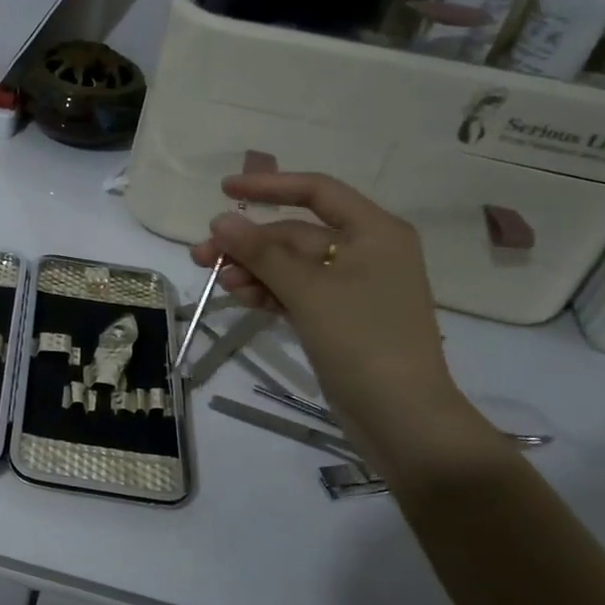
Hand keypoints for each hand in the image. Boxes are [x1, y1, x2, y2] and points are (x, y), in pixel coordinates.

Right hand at [190, 173, 469, 446]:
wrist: (402, 417)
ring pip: (291, 265)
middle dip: (250, 244)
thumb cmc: (362, 340)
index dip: (269, 187)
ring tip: (219, 282)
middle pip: (296, 233)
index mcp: (374, 231)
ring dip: (254, 270)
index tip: (225, 191)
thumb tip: (220, 220)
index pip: (316, 192)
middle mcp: (366, 251)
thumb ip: (262, 252)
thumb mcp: (308, 290)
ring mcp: (352, 286)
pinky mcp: (339, 317)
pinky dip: (269, 291)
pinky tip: (241, 297)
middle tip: (202, 255)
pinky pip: (296, 291)